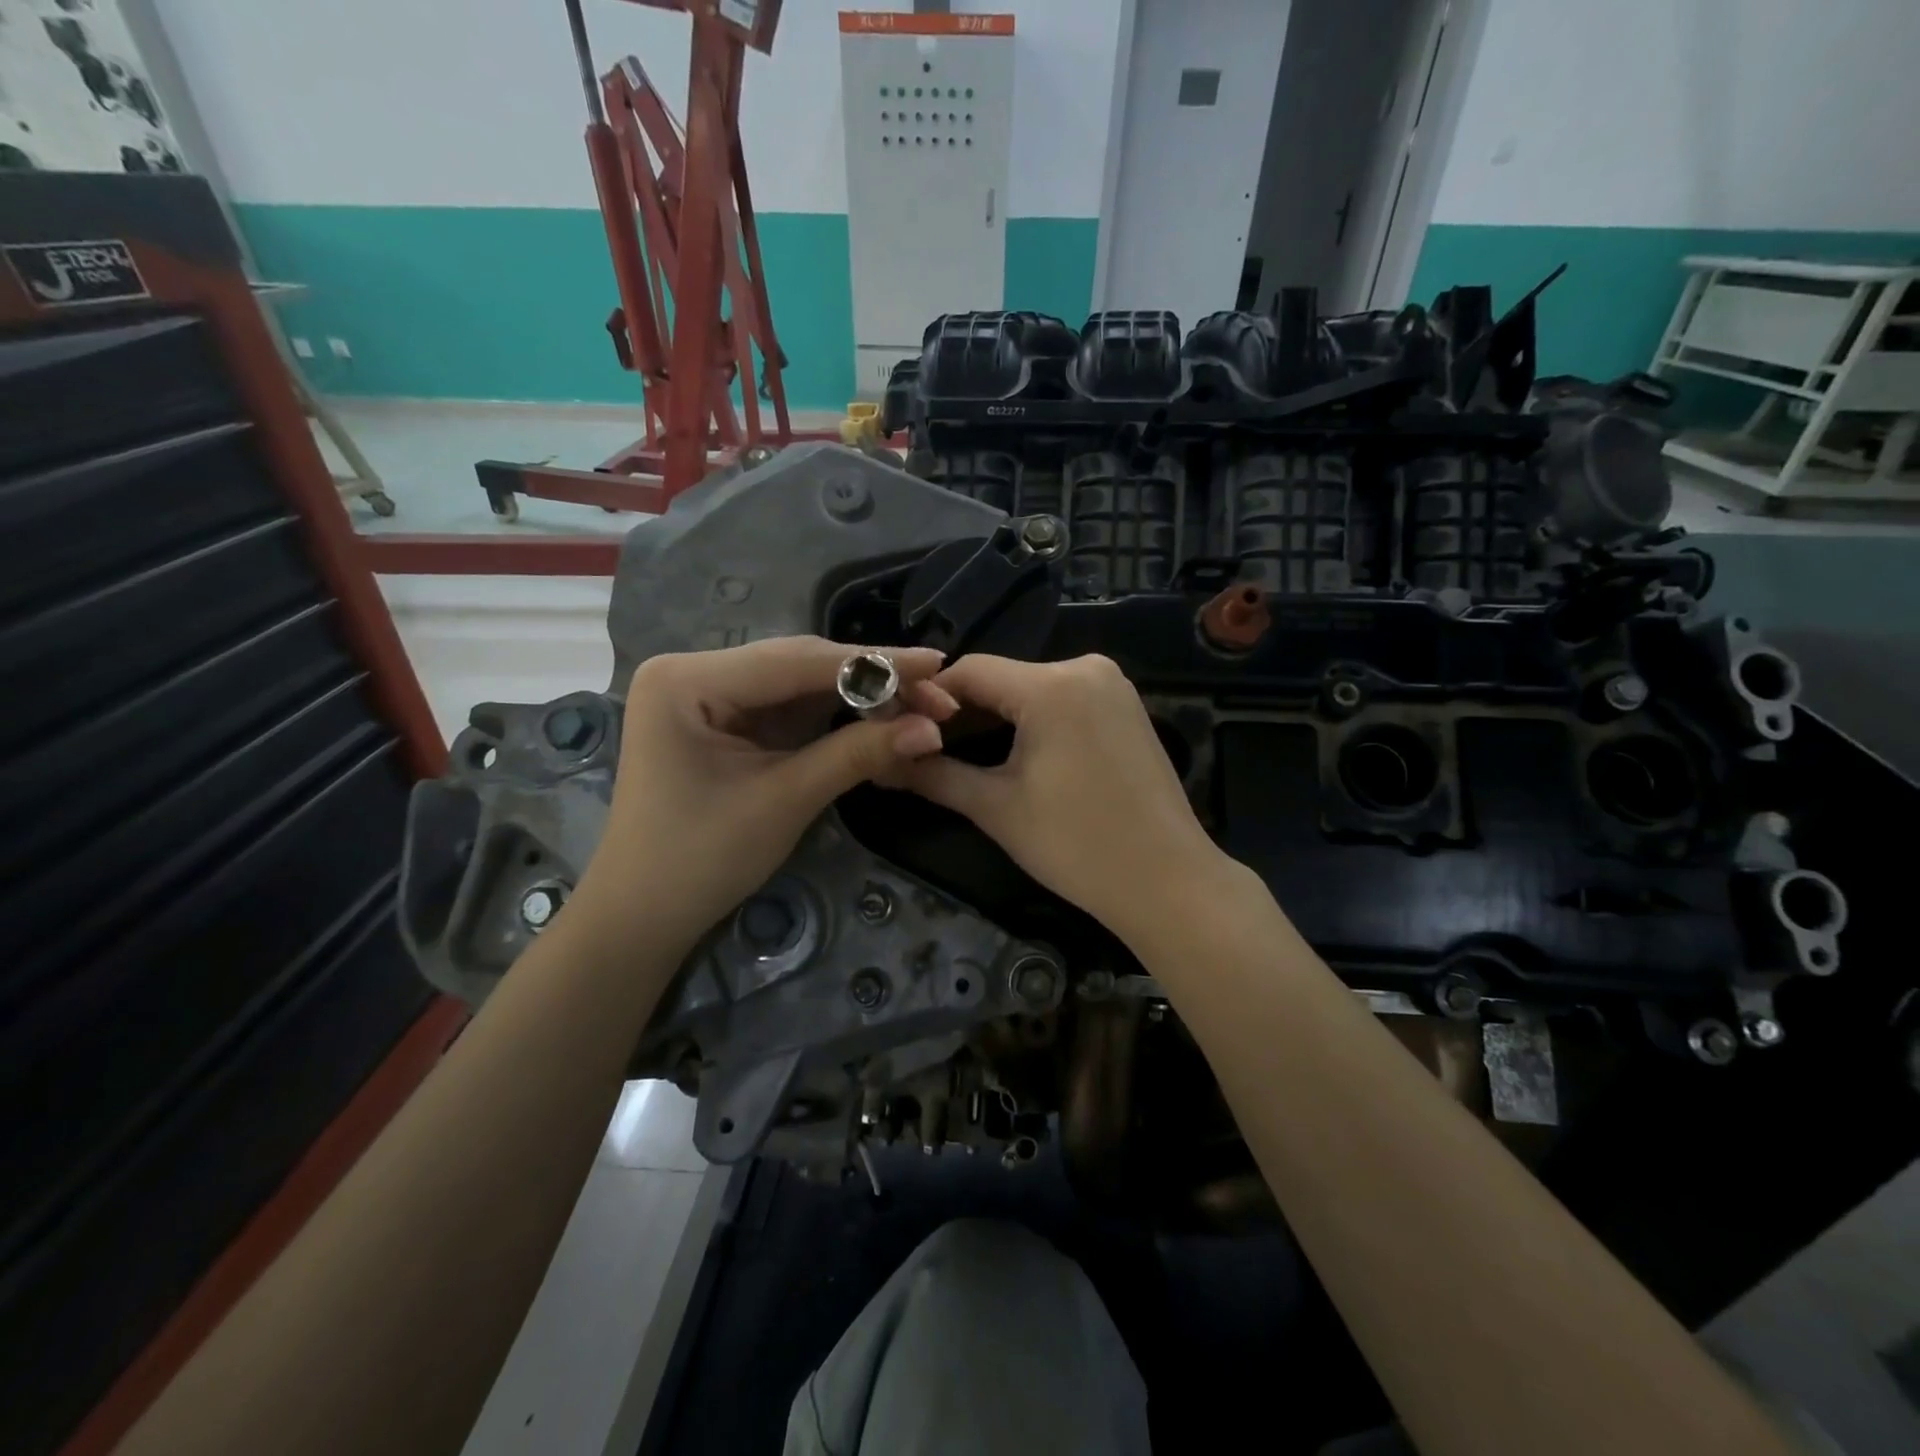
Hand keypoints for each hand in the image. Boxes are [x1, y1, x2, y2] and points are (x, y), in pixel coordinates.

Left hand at [573, 637, 956, 947]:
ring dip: (858, 696)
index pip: (796, 661)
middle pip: (799, 665)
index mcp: (688, 679)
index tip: (935, 663)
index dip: (873, 663)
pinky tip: (877, 716)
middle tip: (936, 694)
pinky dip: (833, 716)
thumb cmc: (700, 859)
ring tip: (919, 705)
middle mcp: (694, 672)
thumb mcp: (784, 800)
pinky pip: (788, 708)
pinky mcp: (725, 720)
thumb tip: (933, 730)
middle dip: (870, 681)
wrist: (644, 916)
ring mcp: (709, 695)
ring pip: (799, 684)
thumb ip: (857, 754)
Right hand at [900, 654, 1236, 945]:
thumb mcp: (996, 808)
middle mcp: (1085, 667)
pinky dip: (1032, 720)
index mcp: (1051, 685)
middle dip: (961, 712)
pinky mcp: (1125, 706)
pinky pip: (1062, 699)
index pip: (968, 671)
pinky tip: (1014, 752)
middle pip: (1001, 678)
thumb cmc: (1076, 845)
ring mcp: (1111, 685)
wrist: (1166, 881)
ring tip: (962, 754)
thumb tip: (882, 763)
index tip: (899, 730)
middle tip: (925, 749)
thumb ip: (935, 775)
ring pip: (1031, 688)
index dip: (928, 699)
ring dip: (995, 716)